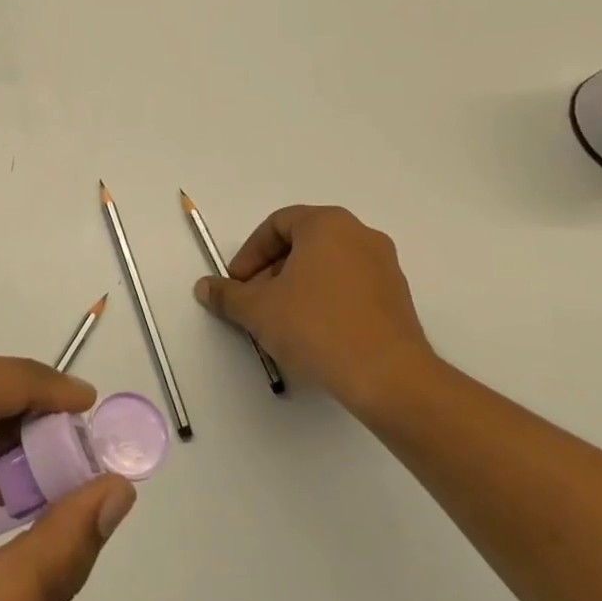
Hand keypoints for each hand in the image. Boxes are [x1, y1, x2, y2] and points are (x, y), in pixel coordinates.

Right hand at [194, 206, 440, 420]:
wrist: (388, 376)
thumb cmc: (316, 327)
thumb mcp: (258, 310)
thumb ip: (228, 295)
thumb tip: (204, 287)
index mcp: (327, 224)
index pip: (277, 225)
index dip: (250, 253)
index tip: (238, 284)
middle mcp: (360, 235)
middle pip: (303, 243)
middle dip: (272, 271)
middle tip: (255, 303)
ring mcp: (384, 266)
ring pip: (327, 266)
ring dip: (297, 287)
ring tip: (281, 322)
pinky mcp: (397, 297)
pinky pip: (350, 287)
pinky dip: (325, 300)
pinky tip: (313, 334)